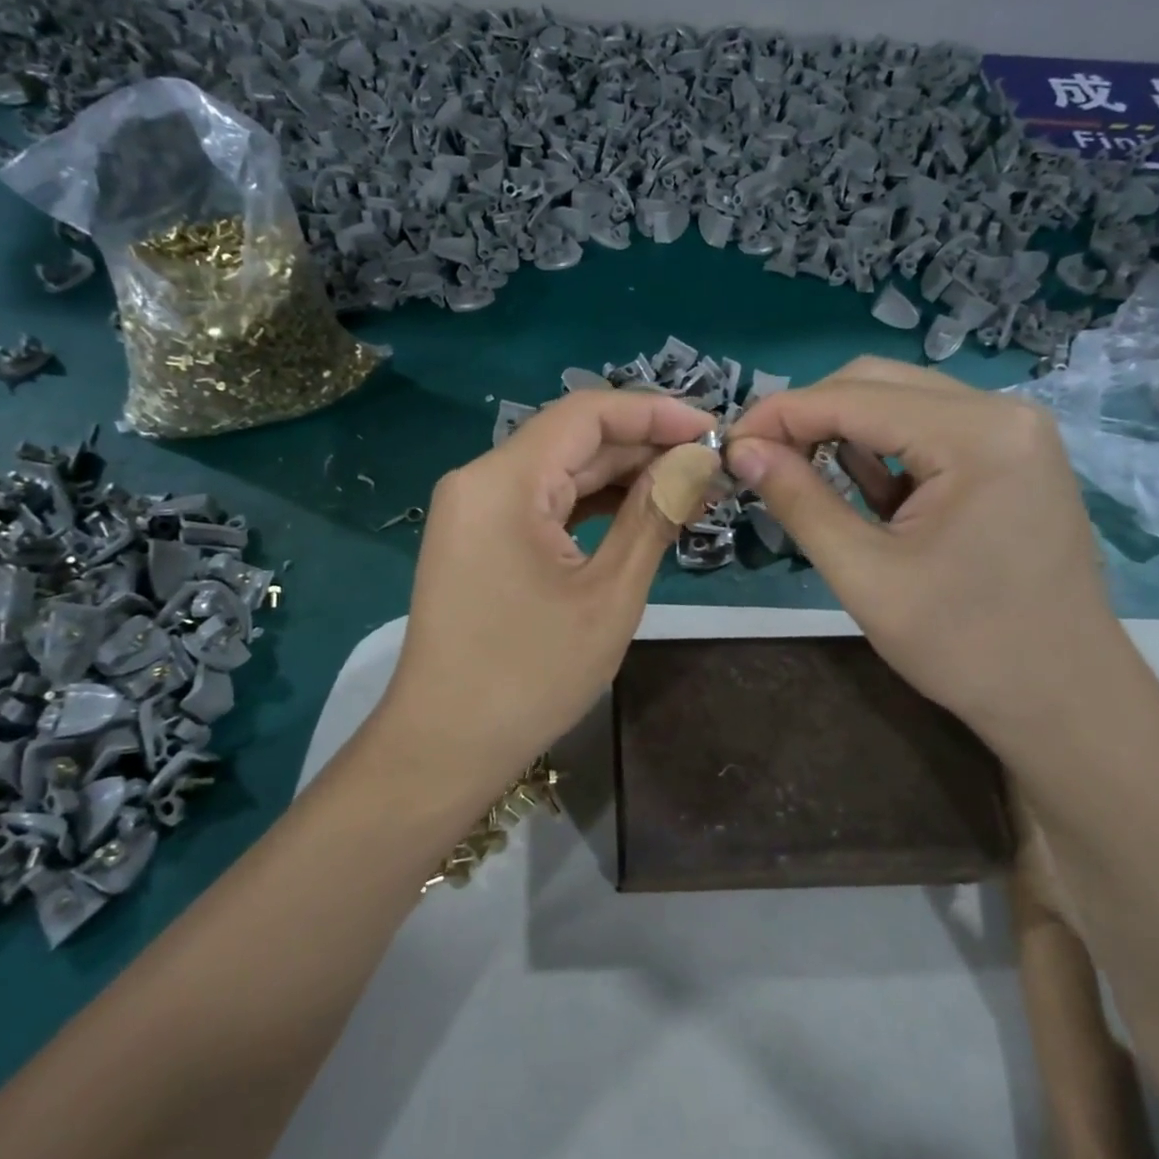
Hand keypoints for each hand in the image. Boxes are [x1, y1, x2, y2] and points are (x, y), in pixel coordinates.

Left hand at [370, 390, 715, 797]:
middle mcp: (481, 479)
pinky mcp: (478, 537)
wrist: (444, 746)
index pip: (587, 414)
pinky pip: (542, 502)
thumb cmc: (530, 676)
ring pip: (560, 471)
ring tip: (688, 489)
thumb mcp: (608, 594)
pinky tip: (639, 512)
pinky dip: (591, 505)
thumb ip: (653, 514)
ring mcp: (475, 509)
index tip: (714, 429)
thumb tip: (700, 460)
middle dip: (644, 447)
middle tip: (712, 467)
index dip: (655, 412)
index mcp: (503, 480)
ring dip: (622, 476)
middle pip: (573, 440)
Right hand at [725, 357, 1122, 731]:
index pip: (853, 398)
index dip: (780, 414)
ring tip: (794, 470)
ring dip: (841, 429)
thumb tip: (741, 450)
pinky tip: (855, 485)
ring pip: (900, 401)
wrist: (1065, 701)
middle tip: (757, 458)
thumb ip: (799, 500)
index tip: (728, 443)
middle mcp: (1002, 413)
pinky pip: (928, 429)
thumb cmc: (965, 645)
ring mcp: (1014, 432)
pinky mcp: (1012, 457)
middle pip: (877, 383)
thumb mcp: (864, 574)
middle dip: (808, 415)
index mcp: (976, 435)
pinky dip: (881, 449)